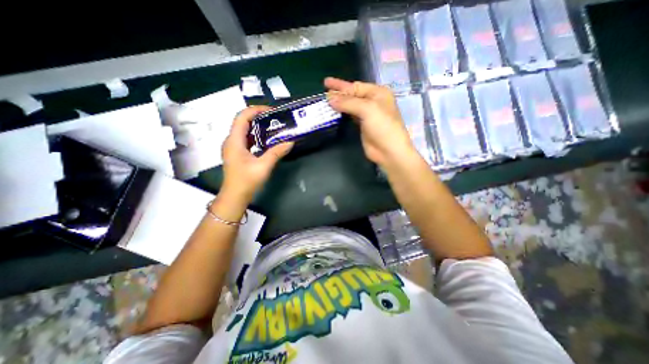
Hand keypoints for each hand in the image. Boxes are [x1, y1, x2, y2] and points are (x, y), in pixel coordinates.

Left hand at [222, 105, 295, 203]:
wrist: (235, 196)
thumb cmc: (247, 181)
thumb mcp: (263, 166)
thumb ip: (276, 152)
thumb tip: (290, 142)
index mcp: (234, 141)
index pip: (242, 117)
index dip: (256, 110)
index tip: (271, 111)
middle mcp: (231, 141)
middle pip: (243, 122)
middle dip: (259, 117)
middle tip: (275, 118)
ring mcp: (233, 147)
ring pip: (245, 131)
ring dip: (258, 127)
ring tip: (273, 127)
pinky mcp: (237, 153)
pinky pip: (247, 139)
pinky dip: (257, 136)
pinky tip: (267, 140)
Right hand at [325, 78, 415, 166]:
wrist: (388, 150)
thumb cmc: (382, 126)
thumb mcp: (367, 109)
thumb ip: (348, 102)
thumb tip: (330, 98)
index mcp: (378, 93)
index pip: (356, 86)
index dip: (340, 85)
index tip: (326, 82)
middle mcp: (373, 102)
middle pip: (352, 95)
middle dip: (339, 93)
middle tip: (324, 91)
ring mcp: (368, 115)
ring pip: (350, 106)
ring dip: (339, 103)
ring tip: (326, 101)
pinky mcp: (363, 126)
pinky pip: (350, 116)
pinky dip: (342, 113)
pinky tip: (335, 111)